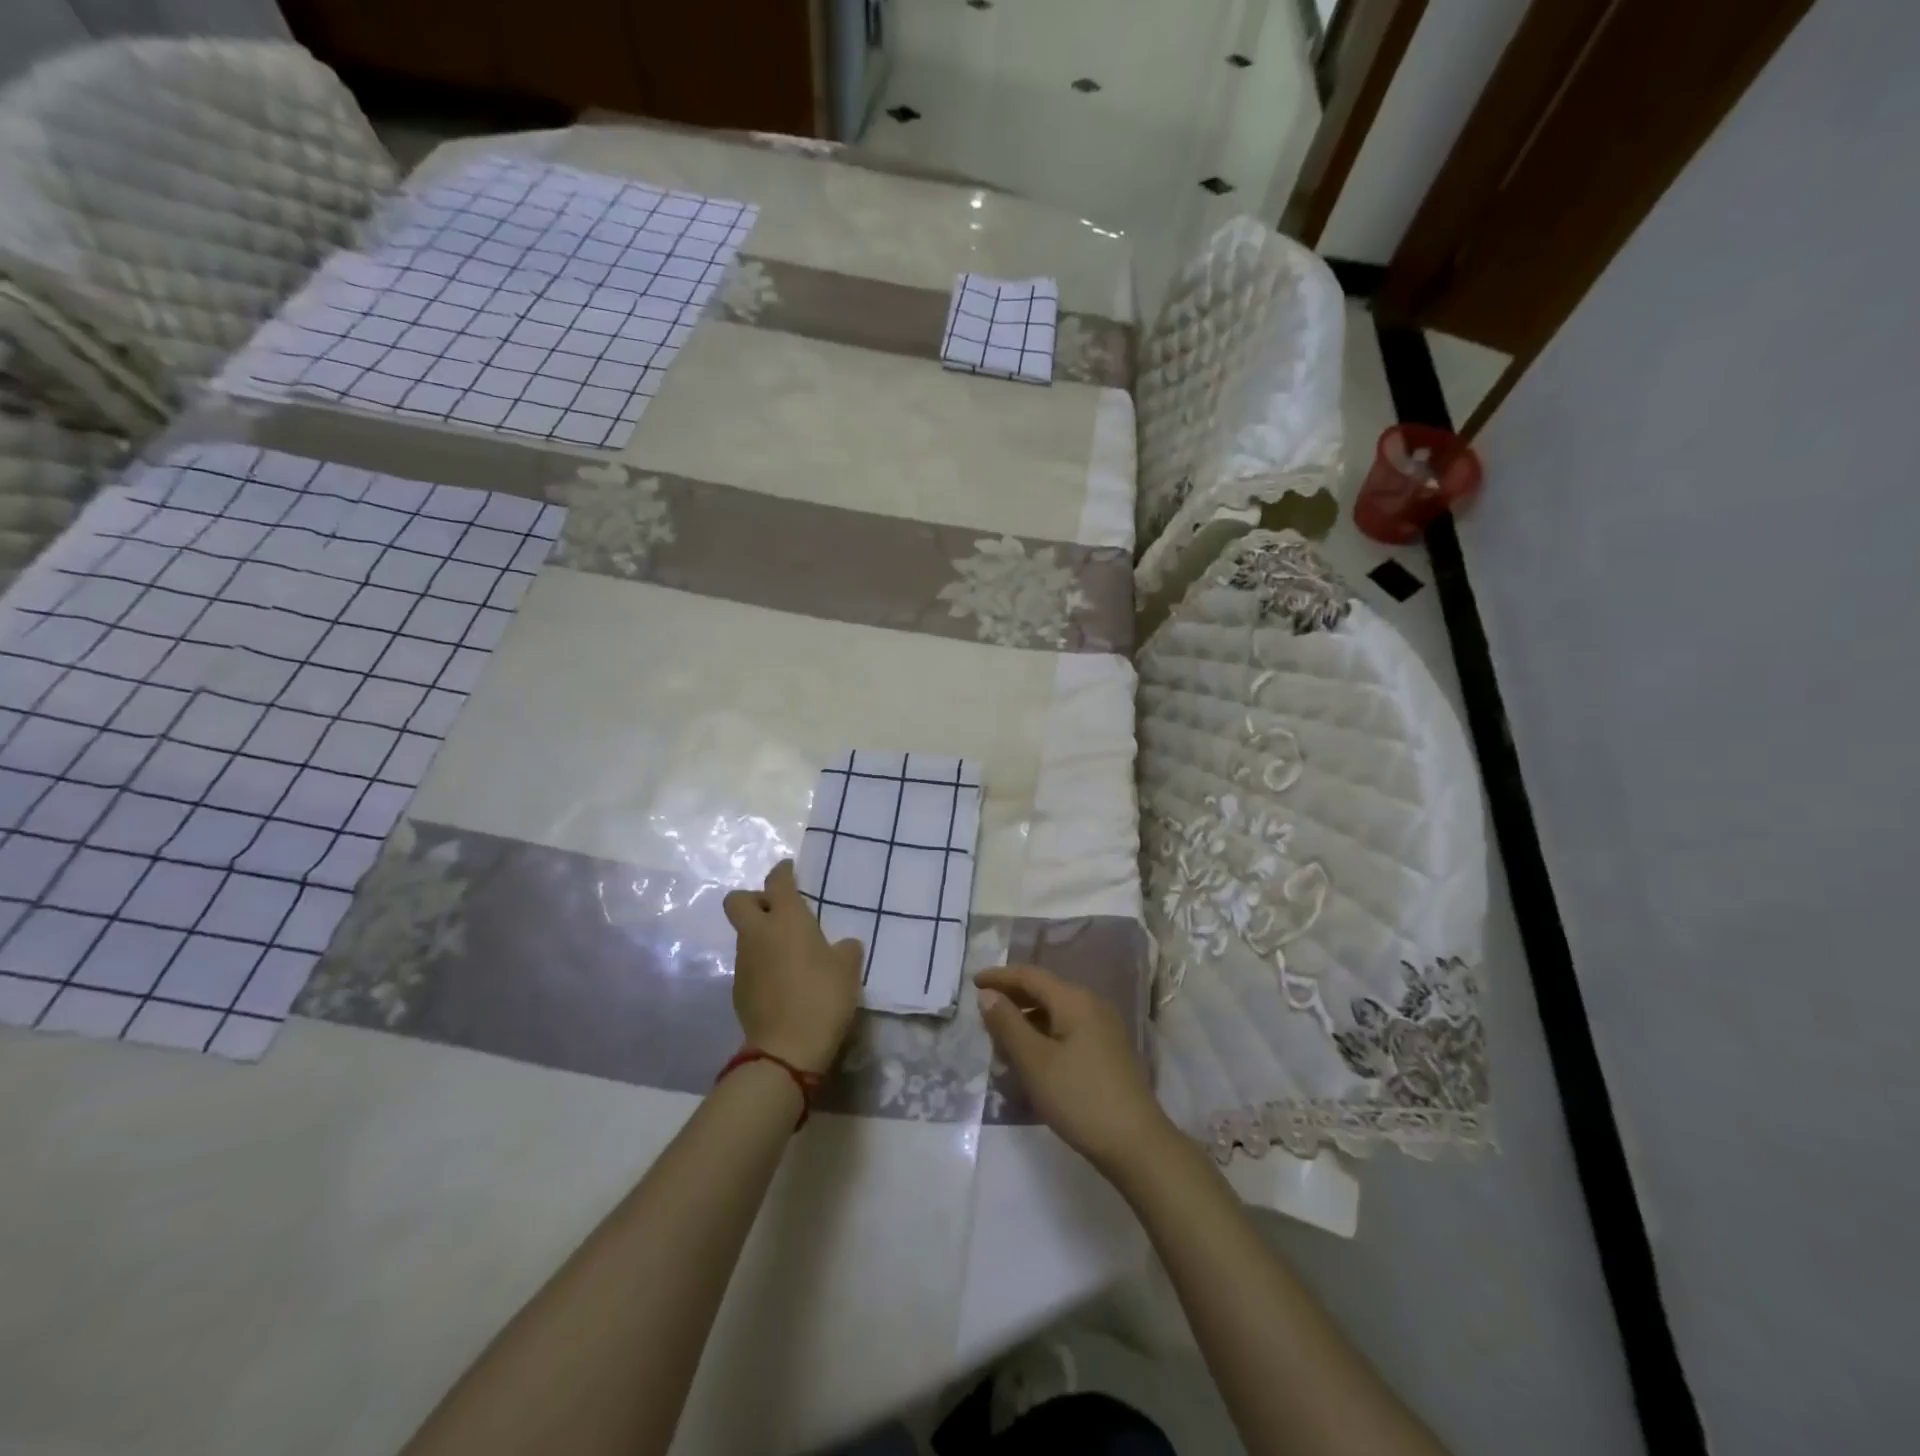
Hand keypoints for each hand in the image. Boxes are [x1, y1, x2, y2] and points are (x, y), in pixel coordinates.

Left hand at [723, 860, 862, 1074]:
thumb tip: (842, 946)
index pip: (777, 881)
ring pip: (745, 934)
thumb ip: (846, 949)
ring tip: (789, 952)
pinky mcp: (739, 989)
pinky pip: (749, 963)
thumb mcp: (848, 968)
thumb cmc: (822, 996)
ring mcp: (744, 962)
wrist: (786, 1049)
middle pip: (738, 900)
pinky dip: (762, 963)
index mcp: (786, 919)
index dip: (783, 871)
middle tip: (778, 910)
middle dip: (754, 899)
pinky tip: (783, 980)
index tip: (791, 870)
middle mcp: (758, 933)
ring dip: (761, 935)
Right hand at [975, 965, 1174, 1176]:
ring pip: (1055, 1014)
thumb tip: (988, 994)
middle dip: (1012, 1000)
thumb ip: (1008, 1024)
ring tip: (1001, 1043)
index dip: (1000, 977)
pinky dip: (1043, 1037)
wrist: (1136, 1144)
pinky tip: (1030, 1061)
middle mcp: (1092, 1005)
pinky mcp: (1107, 1052)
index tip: (973, 982)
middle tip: (983, 1014)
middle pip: (1044, 991)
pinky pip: (1067, 1031)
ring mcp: (1103, 1029)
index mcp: (1074, 1000)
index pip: (1030, 976)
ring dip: (1026, 1022)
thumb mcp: (1034, 1061)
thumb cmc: (1079, 1097)